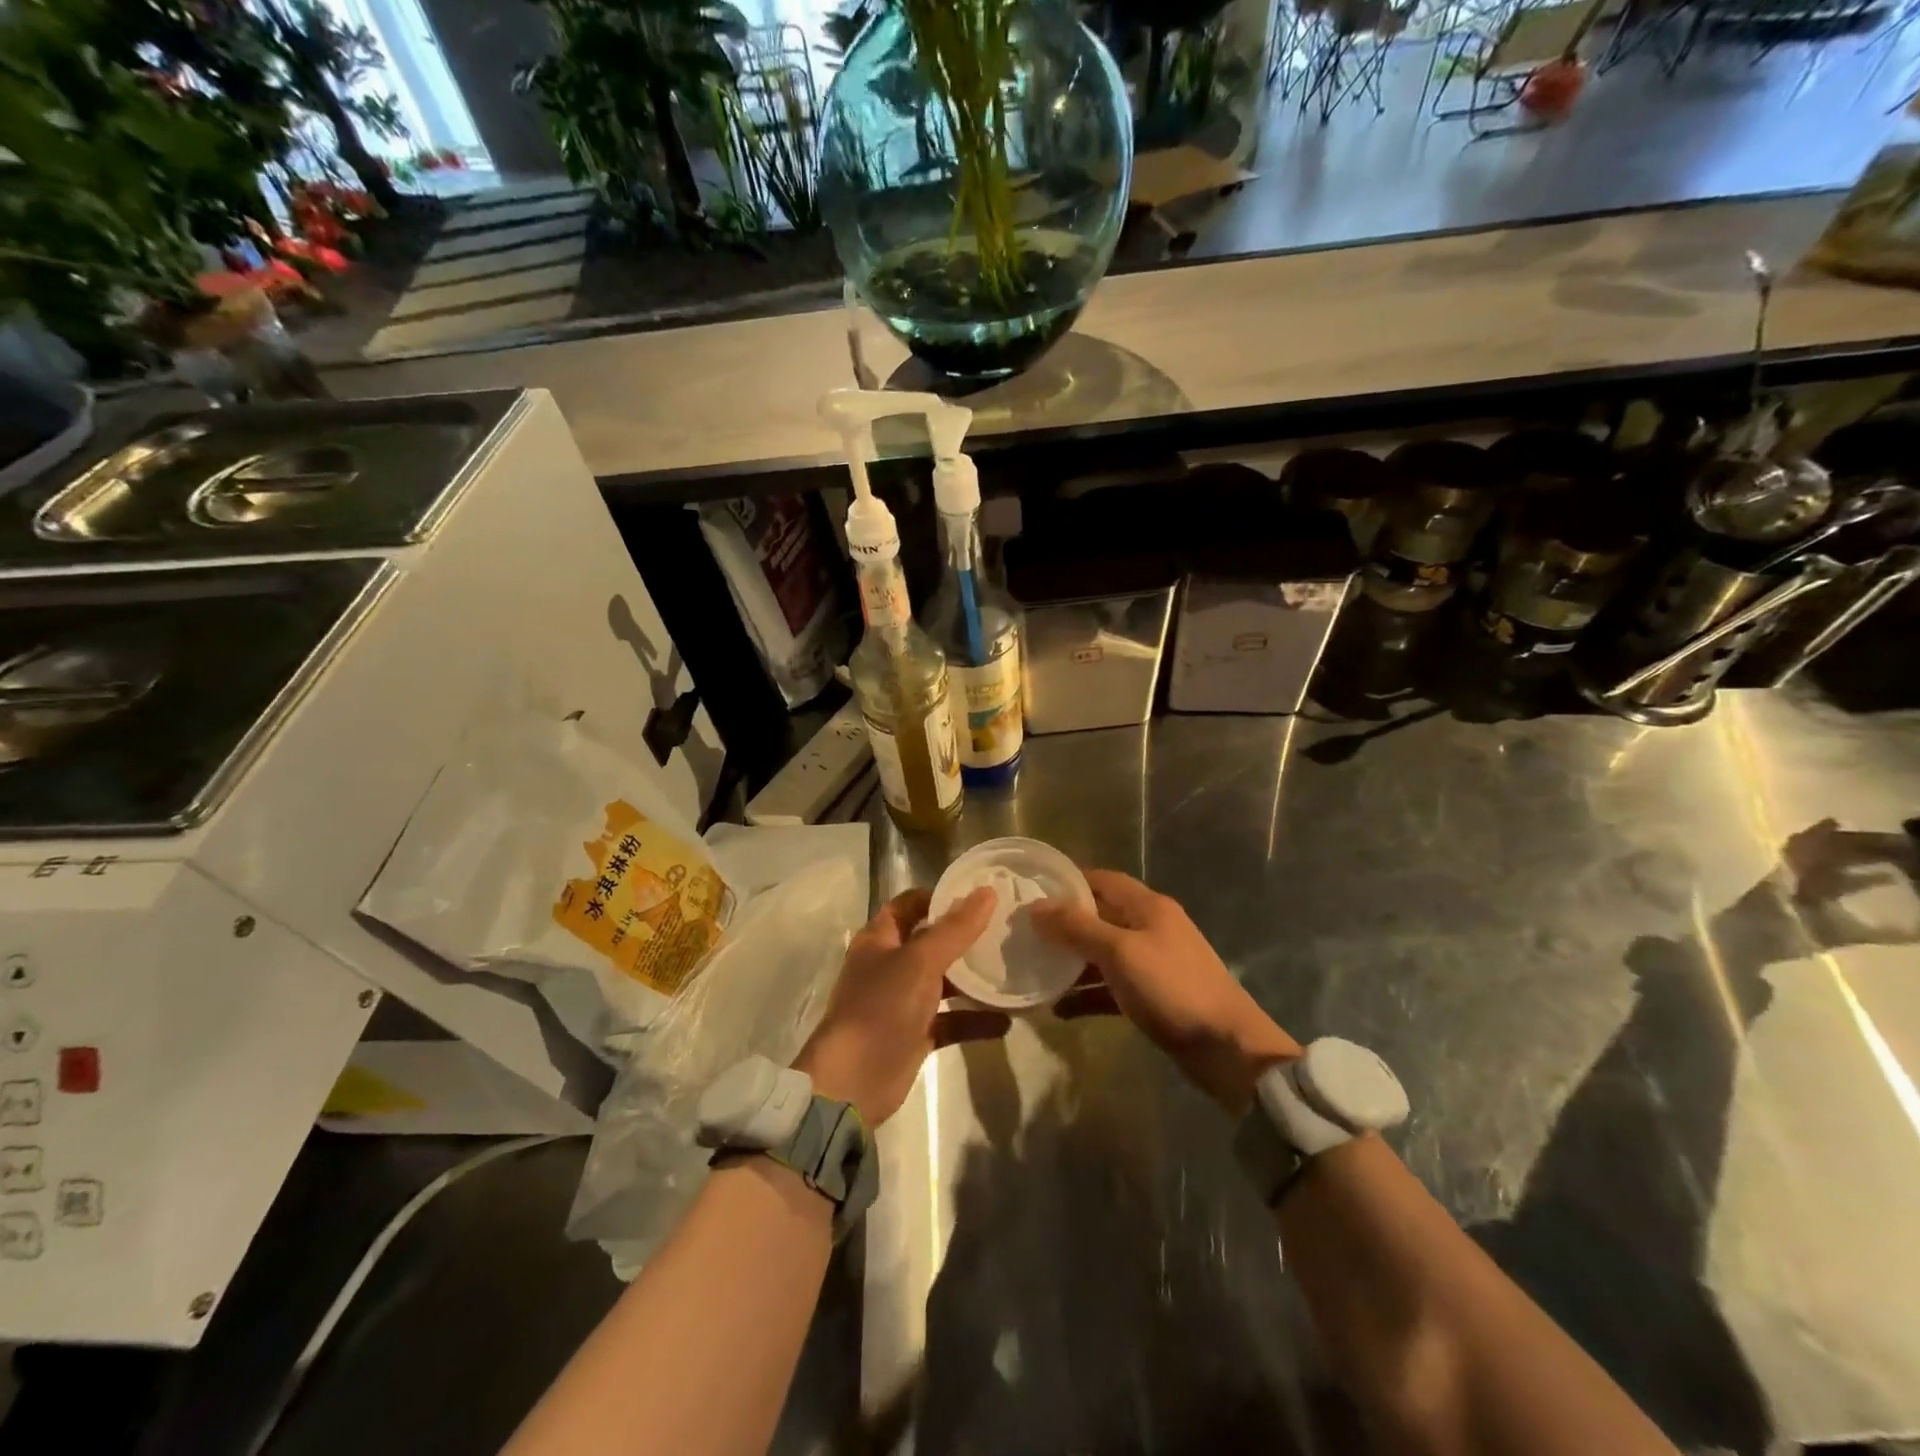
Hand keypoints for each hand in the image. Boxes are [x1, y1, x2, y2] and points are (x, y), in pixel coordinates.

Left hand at [794, 886, 993, 1127]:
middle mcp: (890, 965)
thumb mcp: (920, 962)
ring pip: (943, 982)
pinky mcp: (915, 1035)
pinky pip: (950, 1020)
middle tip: (1006, 928)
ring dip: (973, 979)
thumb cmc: (881, 1008)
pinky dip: (974, 1020)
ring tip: (1013, 970)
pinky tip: (1006, 1021)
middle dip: (965, 936)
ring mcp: (902, 1001)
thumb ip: (956, 929)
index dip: (941, 896)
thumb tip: (988, 892)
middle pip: (931, 941)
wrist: (852, 1082)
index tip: (981, 895)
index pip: (911, 904)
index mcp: (880, 939)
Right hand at [1029, 869, 1299, 1112]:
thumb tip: (1036, 907)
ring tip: (1034, 971)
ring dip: (1072, 963)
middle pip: (1100, 916)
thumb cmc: (1172, 988)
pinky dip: (1088, 994)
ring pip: (1103, 954)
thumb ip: (1077, 928)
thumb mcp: (1119, 952)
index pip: (1102, 879)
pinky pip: (1112, 987)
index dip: (1068, 882)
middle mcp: (1150, 927)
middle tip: (1025, 934)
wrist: (1227, 1048)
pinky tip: (1059, 1009)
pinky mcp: (1154, 996)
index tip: (1031, 892)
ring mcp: (1153, 963)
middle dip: (1064, 924)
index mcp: (1147, 906)